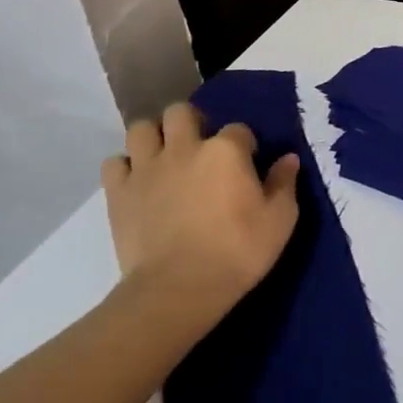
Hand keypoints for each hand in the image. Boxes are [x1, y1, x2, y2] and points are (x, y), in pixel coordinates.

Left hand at [101, 103, 298, 329]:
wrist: (178, 290)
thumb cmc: (238, 251)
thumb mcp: (280, 219)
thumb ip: (284, 183)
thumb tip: (288, 158)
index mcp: (226, 150)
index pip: (239, 129)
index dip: (245, 145)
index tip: (247, 164)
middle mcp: (185, 148)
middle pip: (181, 112)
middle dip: (191, 122)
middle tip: (200, 147)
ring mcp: (147, 168)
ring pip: (142, 128)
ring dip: (154, 137)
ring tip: (165, 157)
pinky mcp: (118, 193)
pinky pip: (113, 163)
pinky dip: (125, 167)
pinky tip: (139, 181)